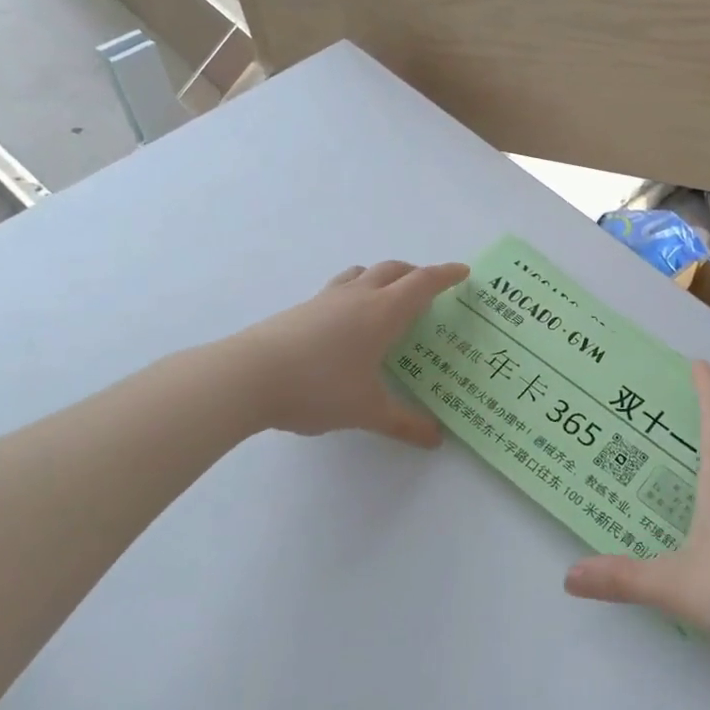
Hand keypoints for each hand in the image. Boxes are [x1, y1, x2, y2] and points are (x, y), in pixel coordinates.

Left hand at [232, 260, 467, 446]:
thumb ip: (405, 423)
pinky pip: (339, 288)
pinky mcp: (301, 309)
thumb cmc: (319, 387)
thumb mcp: (368, 411)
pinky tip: (347, 321)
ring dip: (382, 277)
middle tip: (429, 287)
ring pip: (362, 273)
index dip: (445, 275)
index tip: (463, 272)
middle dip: (416, 273)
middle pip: (393, 270)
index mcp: (383, 312)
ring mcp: (325, 300)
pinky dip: (355, 291)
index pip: (423, 283)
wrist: (246, 378)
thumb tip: (436, 439)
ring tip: (388, 297)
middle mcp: (358, 297)